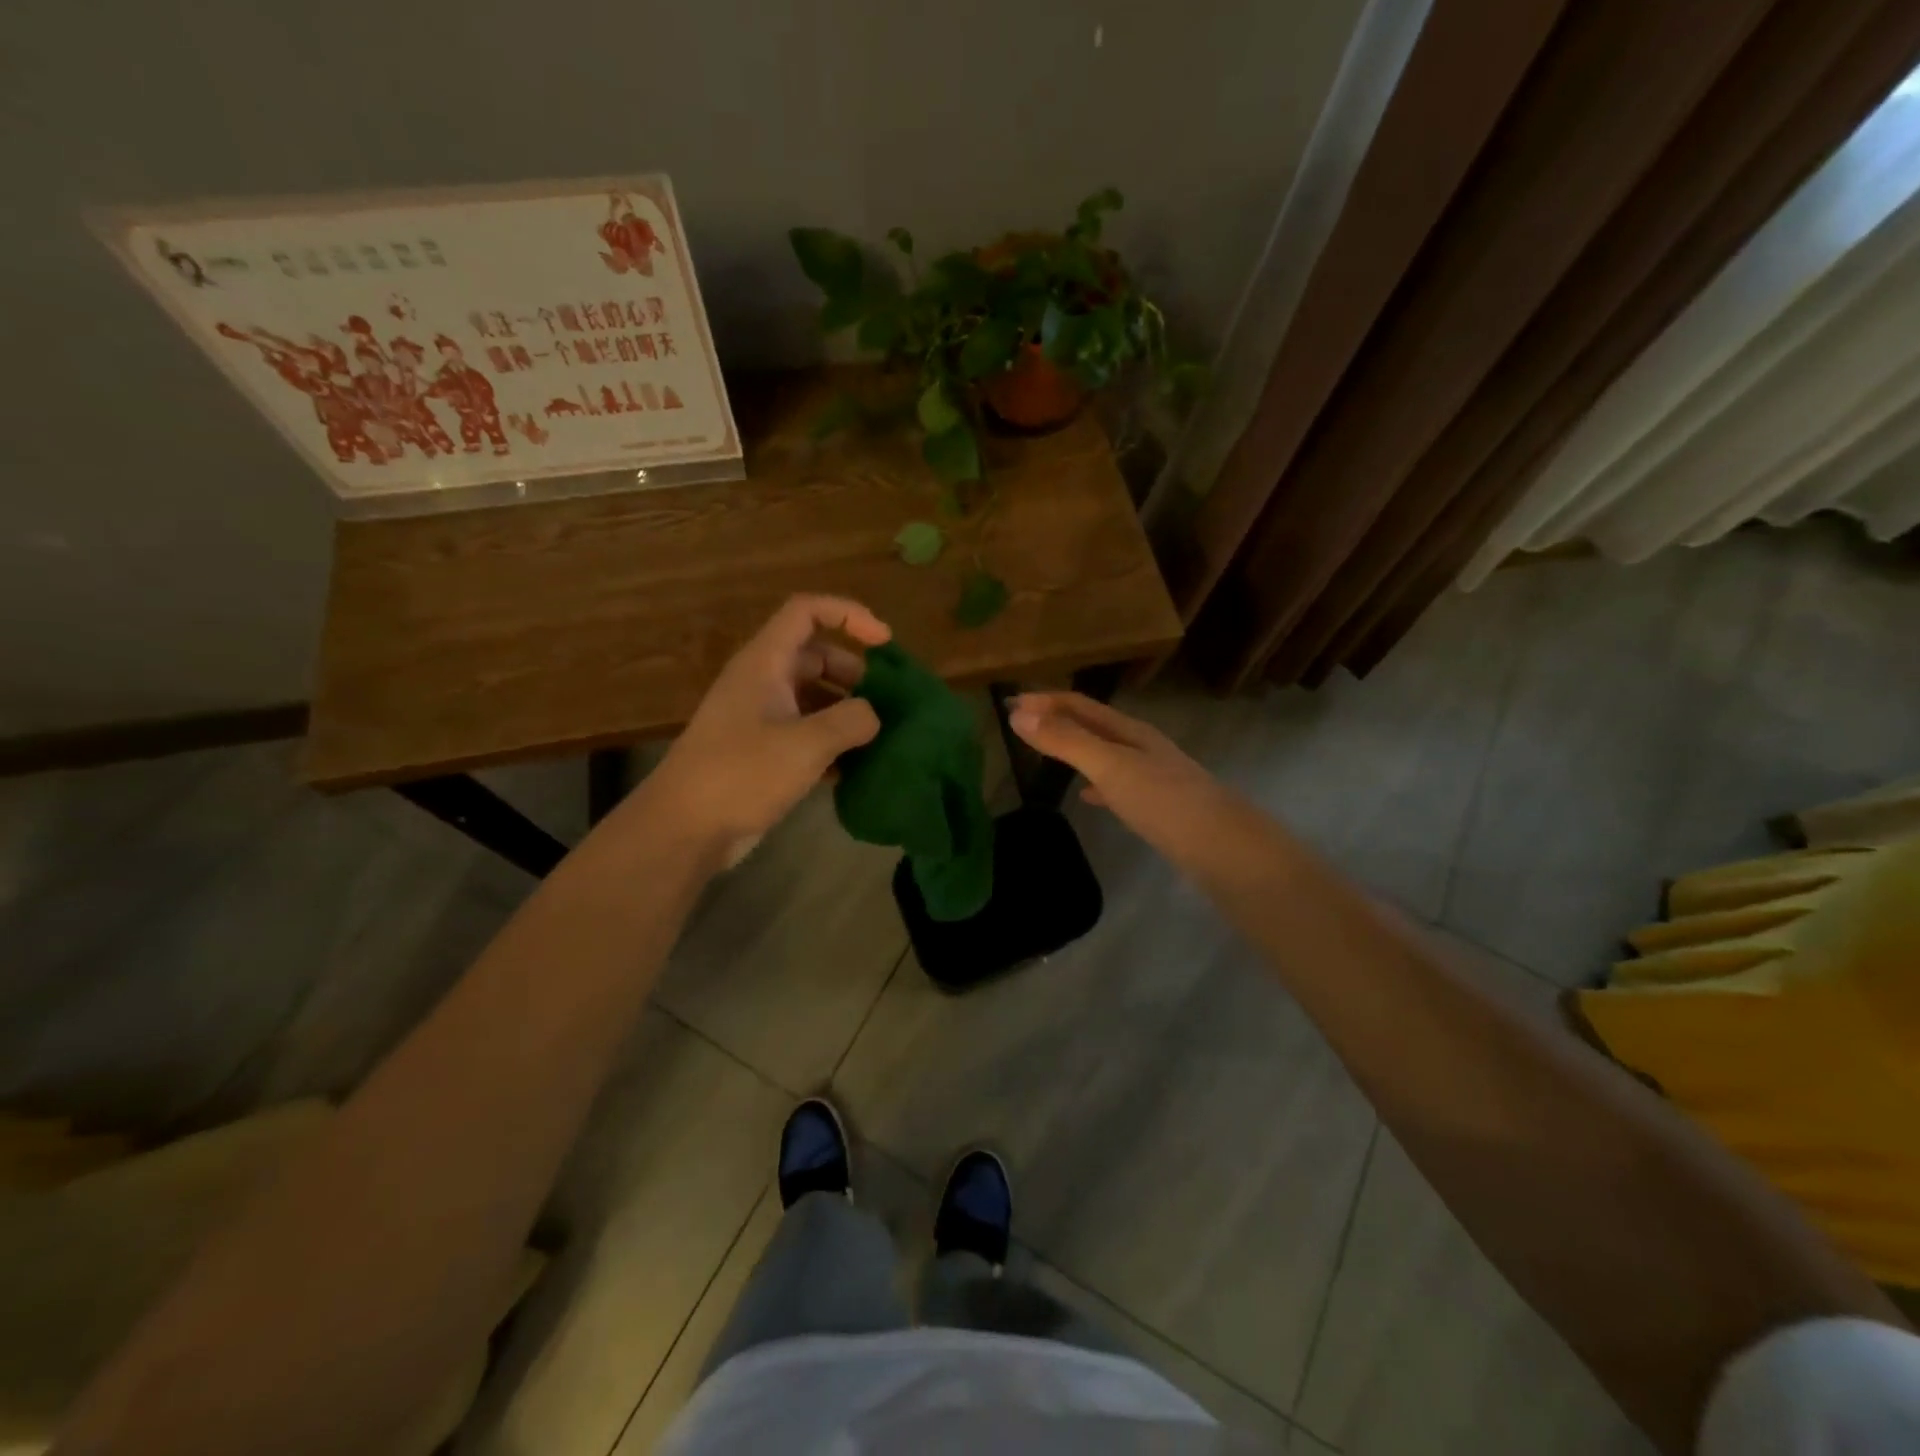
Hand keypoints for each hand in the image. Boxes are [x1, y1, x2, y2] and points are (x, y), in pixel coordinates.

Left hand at [643, 595, 889, 858]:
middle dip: (855, 672)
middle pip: (815, 655)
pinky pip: (806, 732)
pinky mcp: (762, 752)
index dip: (849, 615)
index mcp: (765, 663)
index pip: (807, 611)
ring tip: (879, 736)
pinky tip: (856, 767)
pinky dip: (832, 741)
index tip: (884, 642)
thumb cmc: (741, 774)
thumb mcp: (806, 744)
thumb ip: (851, 721)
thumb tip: (873, 715)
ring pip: (813, 697)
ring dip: (846, 710)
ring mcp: (761, 718)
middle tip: (886, 701)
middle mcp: (762, 682)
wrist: (684, 829)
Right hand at [1007, 692, 1233, 860]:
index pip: (1080, 705)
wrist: (1224, 848)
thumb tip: (1018, 716)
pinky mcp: (1158, 806)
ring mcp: (1153, 776)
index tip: (1008, 704)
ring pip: (1105, 753)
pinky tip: (1088, 796)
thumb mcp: (1110, 766)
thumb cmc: (1164, 801)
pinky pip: (1117, 784)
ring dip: (1074, 748)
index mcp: (1130, 731)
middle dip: (1056, 720)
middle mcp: (1142, 747)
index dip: (1044, 701)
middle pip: (1093, 725)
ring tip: (1046, 754)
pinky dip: (1095, 783)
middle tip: (1020, 725)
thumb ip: (1066, 742)